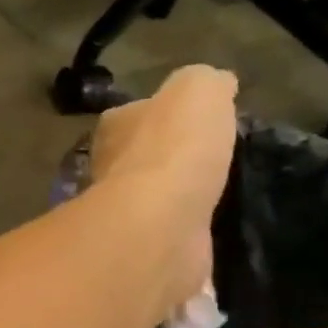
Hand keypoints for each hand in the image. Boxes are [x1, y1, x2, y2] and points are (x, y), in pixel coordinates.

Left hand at [88, 65, 237, 311]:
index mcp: (115, 124)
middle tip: (213, 161)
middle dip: (171, 157)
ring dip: (178, 196)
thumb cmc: (174, 149)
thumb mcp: (198, 90)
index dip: (167, 112)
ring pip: (153, 196)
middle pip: (142, 154)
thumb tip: (218, 84)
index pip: (138, 111)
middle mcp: (109, 165)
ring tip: (218, 195)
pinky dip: (184, 230)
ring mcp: (124, 210)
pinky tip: (208, 229)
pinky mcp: (144, 246)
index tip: (200, 121)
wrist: (160, 224)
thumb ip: (206, 82)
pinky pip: (168, 231)